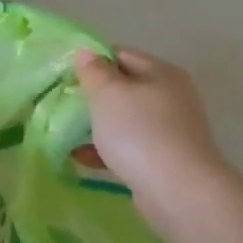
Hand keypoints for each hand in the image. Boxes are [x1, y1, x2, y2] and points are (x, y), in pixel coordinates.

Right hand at [73, 48, 234, 230]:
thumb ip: (94, 71)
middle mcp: (171, 96)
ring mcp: (170, 129)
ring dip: (97, 125)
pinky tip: (81, 158)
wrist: (178, 189)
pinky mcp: (164, 158)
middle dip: (93, 96)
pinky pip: (129, 146)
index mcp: (161, 73)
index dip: (92, 62)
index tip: (65, 76)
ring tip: (66, 133)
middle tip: (64, 104)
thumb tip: (86, 52)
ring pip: (125, 119)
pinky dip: (106, 149)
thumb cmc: (139, 132)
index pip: (121, 55)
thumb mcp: (108, 94)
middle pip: (124, 88)